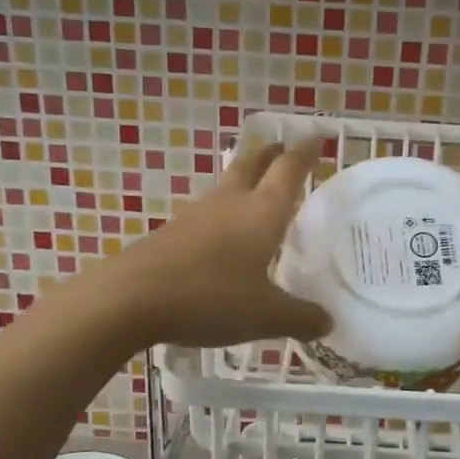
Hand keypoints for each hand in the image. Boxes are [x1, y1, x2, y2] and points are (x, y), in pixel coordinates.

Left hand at [94, 141, 332, 348]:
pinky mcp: (172, 233)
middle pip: (252, 164)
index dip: (306, 152)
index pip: (289, 170)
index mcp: (261, 212)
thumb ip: (300, 318)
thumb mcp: (265, 315)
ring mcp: (196, 215)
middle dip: (271, 152)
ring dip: (244, 179)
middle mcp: (230, 203)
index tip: (317, 137)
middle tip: (284, 146)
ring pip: (226, 186)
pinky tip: (222, 233)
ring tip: (256, 189)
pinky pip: (206, 213)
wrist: (131, 297)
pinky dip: (222, 212)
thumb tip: (328, 321)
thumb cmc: (210, 297)